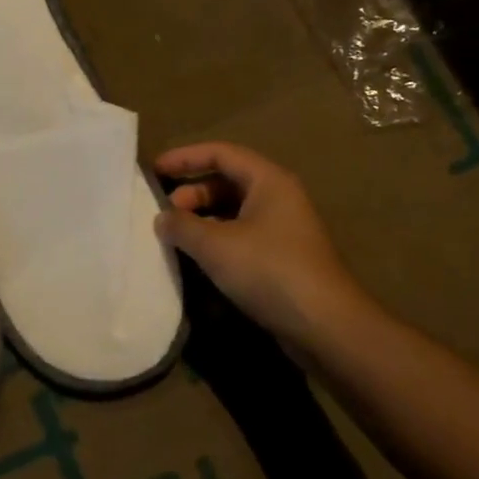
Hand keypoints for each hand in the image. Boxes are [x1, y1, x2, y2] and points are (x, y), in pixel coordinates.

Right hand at [154, 142, 368, 346]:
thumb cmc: (269, 270)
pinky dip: (215, 240)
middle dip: (191, 192)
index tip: (153, 169)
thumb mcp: (215, 245)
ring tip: (174, 237)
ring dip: (201, 219)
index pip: (221, 153)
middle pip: (226, 182)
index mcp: (268, 181)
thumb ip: (181, 225)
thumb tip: (162, 218)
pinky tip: (196, 259)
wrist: (325, 325)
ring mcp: (282, 229)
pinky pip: (240, 236)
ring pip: (232, 211)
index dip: (184, 157)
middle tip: (164, 213)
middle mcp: (278, 198)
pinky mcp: (280, 258)